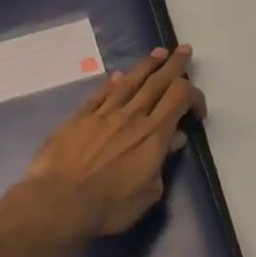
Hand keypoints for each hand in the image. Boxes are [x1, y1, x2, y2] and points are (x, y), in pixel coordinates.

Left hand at [22, 45, 205, 238]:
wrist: (58, 203)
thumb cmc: (110, 206)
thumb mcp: (149, 193)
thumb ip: (162, 163)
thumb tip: (173, 140)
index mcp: (154, 134)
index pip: (180, 98)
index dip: (194, 96)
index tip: (197, 110)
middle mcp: (132, 117)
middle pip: (157, 82)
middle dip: (173, 65)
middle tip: (183, 50)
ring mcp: (103, 115)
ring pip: (129, 82)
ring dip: (146, 66)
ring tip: (157, 53)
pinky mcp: (78, 119)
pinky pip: (100, 95)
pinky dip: (112, 83)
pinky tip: (117, 76)